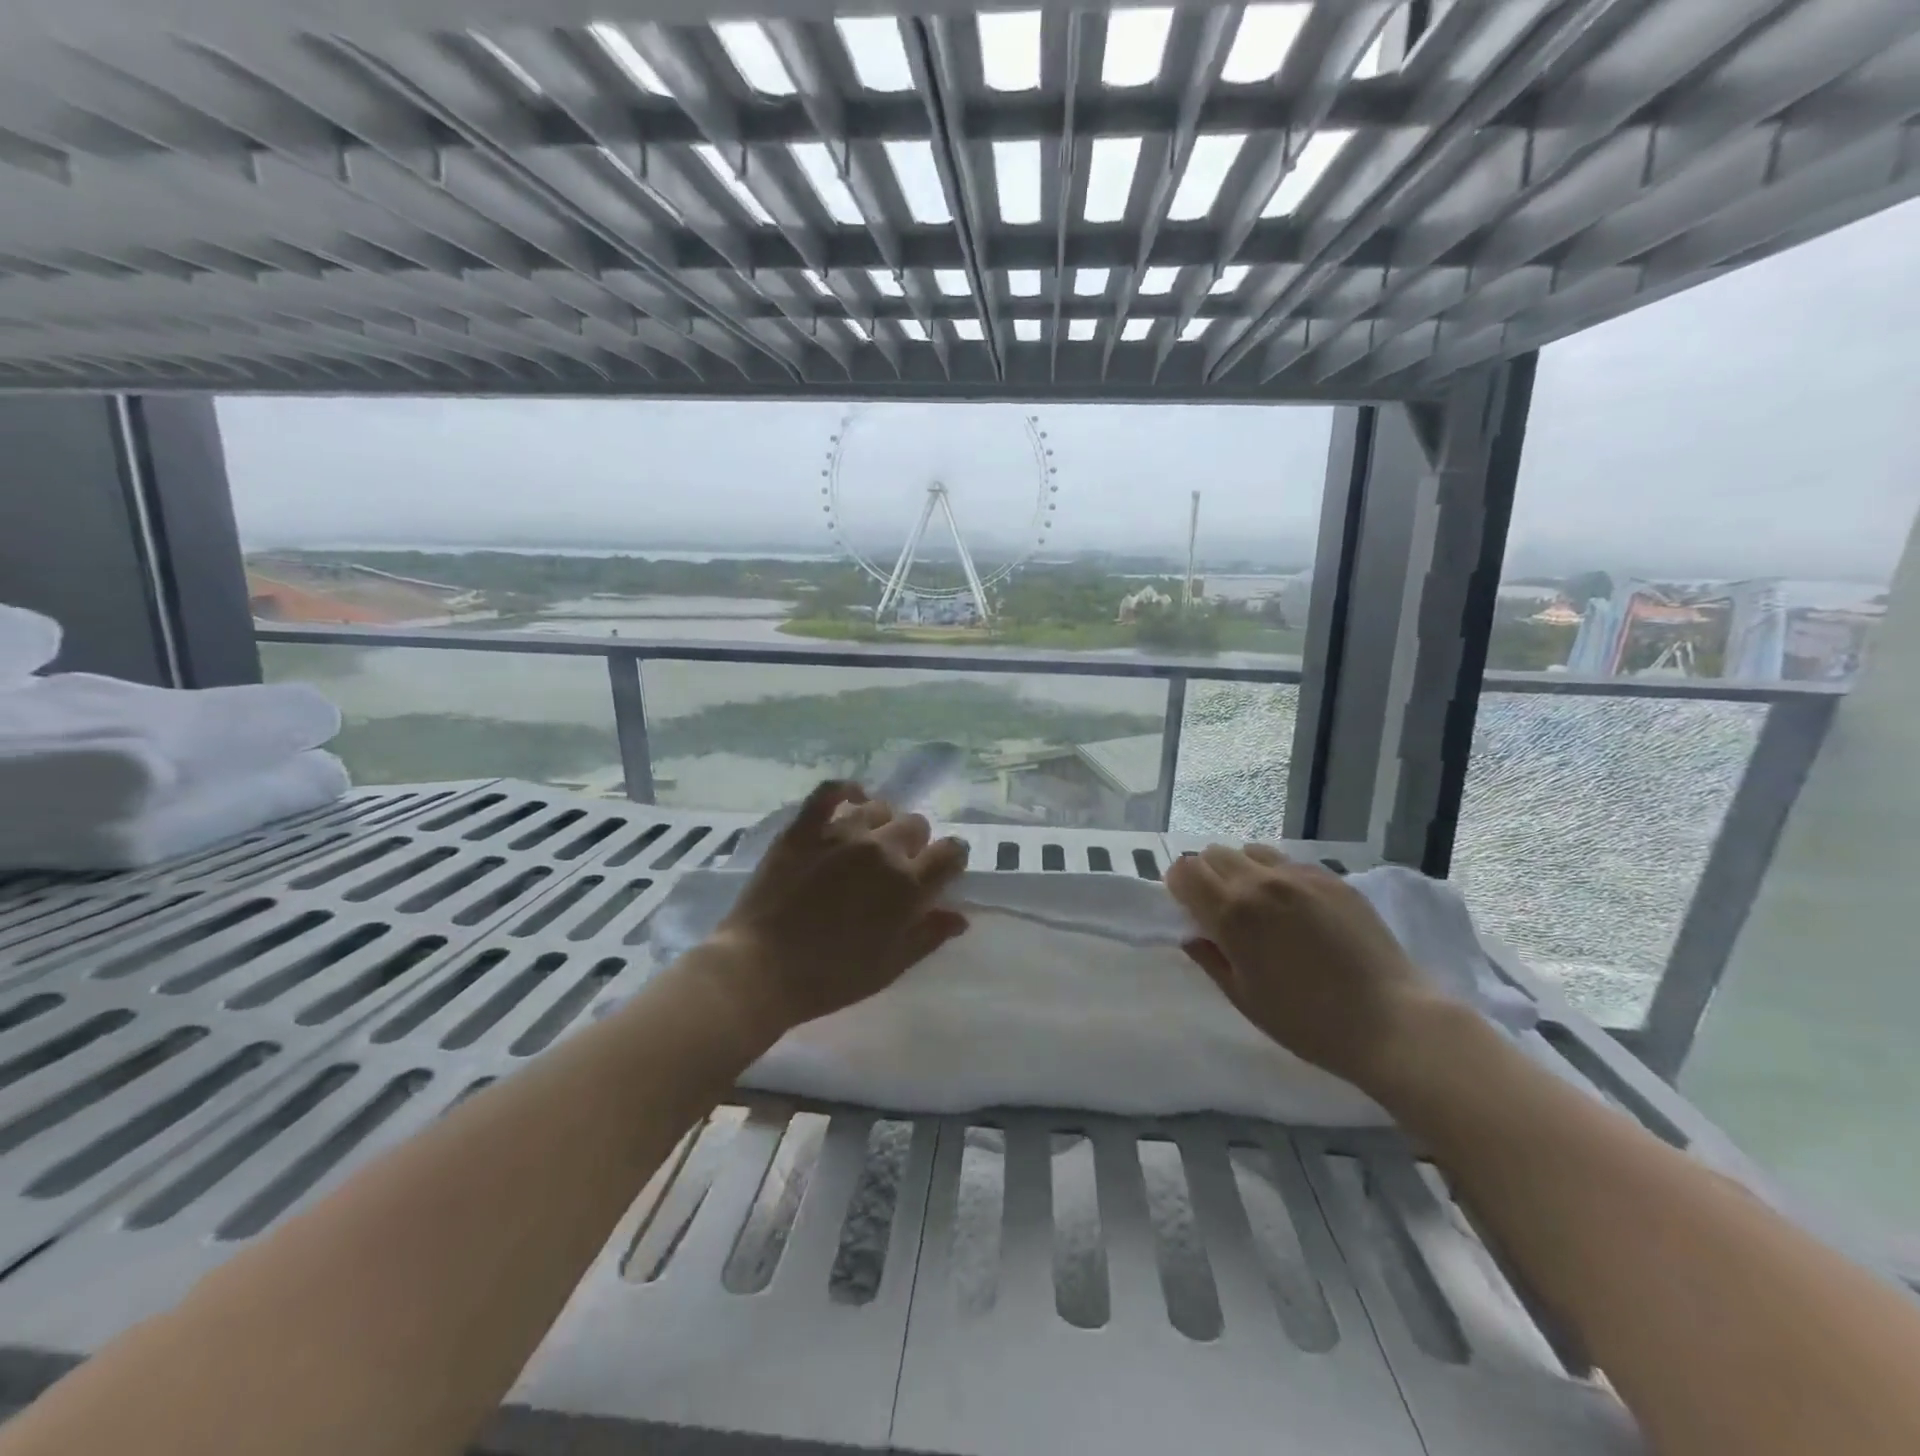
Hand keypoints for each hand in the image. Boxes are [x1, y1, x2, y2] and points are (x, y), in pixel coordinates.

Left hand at [710, 781, 969, 1035]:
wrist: (760, 971)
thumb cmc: (830, 978)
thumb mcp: (889, 967)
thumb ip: (928, 936)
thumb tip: (959, 915)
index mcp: (908, 885)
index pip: (951, 852)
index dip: (951, 860)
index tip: (941, 872)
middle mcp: (881, 850)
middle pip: (916, 825)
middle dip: (915, 844)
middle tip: (897, 868)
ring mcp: (841, 834)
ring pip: (879, 808)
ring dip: (882, 824)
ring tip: (868, 843)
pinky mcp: (803, 828)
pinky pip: (830, 792)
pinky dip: (845, 790)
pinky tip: (850, 799)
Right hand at [1165, 844, 1445, 1092]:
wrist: (1391, 1022)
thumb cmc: (1307, 1022)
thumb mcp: (1244, 998)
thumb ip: (1210, 958)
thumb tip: (1193, 934)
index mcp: (1232, 912)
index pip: (1185, 871)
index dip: (1179, 887)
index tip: (1188, 909)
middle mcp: (1261, 882)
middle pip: (1214, 854)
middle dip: (1207, 875)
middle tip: (1221, 909)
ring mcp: (1300, 876)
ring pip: (1251, 851)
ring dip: (1242, 870)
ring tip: (1259, 904)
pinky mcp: (1332, 878)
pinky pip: (1288, 862)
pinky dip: (1277, 875)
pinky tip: (1296, 908)